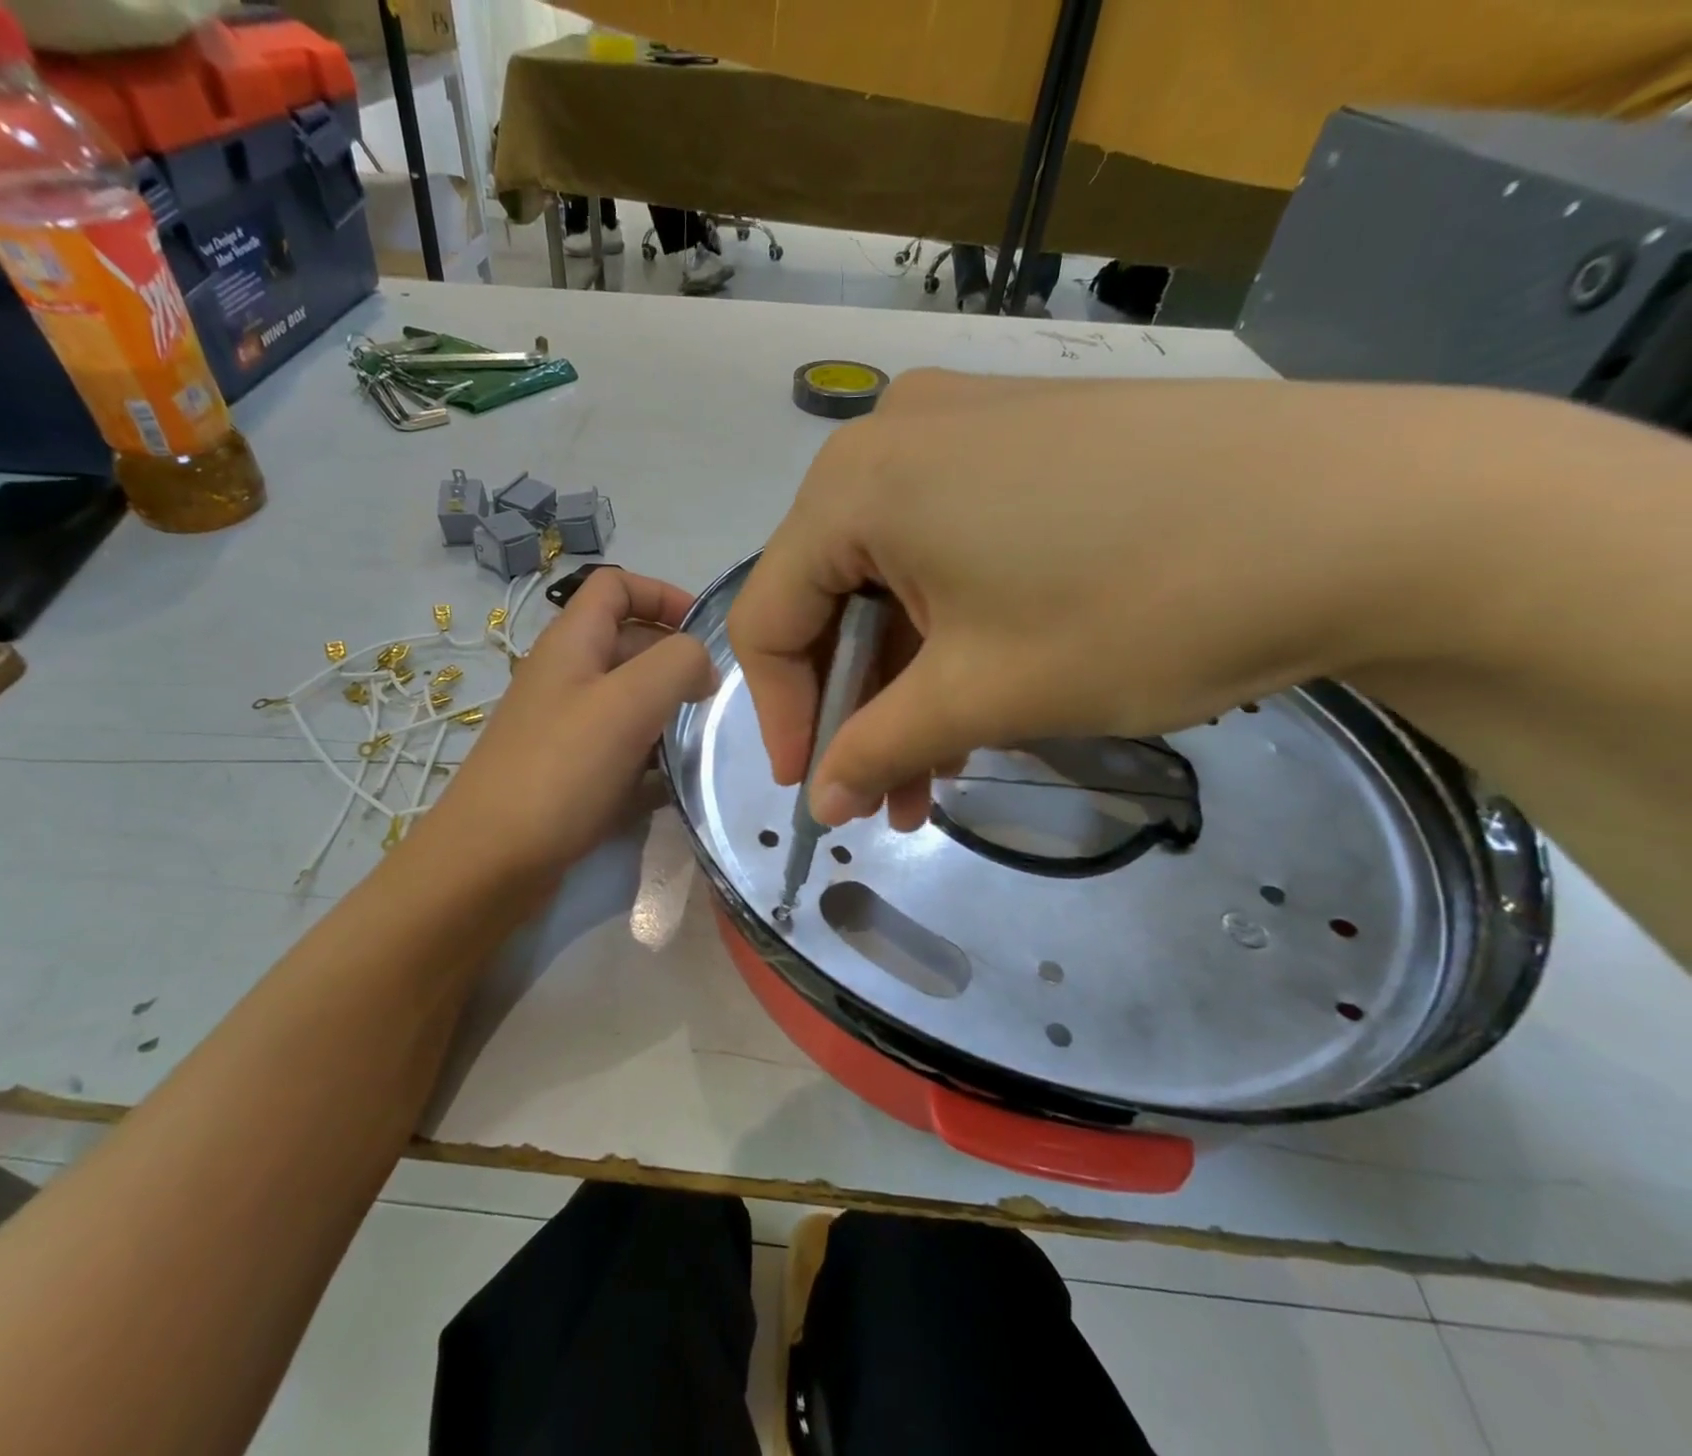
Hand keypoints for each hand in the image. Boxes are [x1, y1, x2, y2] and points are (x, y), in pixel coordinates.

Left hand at [418, 569, 716, 886]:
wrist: (490, 862)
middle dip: (676, 662)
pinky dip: (651, 758)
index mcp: (571, 643)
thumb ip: (677, 664)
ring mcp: (565, 727)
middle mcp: (566, 677)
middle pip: (630, 643)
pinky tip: (675, 783)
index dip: (663, 594)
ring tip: (702, 741)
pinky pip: (622, 749)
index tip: (704, 633)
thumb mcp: (627, 702)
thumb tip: (702, 666)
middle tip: (715, 700)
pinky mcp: (570, 773)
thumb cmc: (559, 770)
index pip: (616, 585)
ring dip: (668, 713)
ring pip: (629, 701)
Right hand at [728, 371, 1548, 829]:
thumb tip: (819, 803)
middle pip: (828, 594)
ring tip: (938, 764)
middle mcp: (892, 437)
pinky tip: (983, 687)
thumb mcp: (982, 695)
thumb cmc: (1137, 606)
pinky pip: (947, 544)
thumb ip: (876, 749)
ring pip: (892, 575)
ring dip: (906, 675)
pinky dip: (949, 624)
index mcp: (854, 484)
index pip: (769, 616)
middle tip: (884, 789)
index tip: (814, 790)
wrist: (1370, 513)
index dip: (782, 715)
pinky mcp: (1025, 437)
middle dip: (853, 703)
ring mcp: (964, 426)